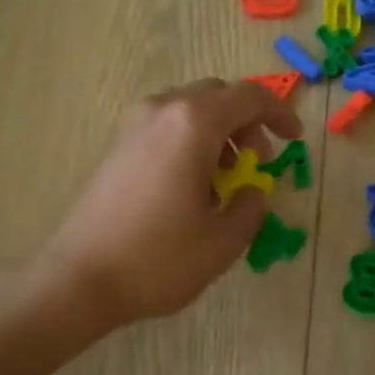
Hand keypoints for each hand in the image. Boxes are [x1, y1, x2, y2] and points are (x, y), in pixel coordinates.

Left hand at [39, 79, 301, 326]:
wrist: (81, 277)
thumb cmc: (159, 259)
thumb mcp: (223, 241)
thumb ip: (251, 207)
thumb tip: (253, 190)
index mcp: (193, 124)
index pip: (250, 97)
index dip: (280, 114)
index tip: (294, 140)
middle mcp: (161, 111)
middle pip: (217, 96)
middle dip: (247, 124)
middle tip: (258, 164)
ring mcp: (133, 126)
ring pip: (189, 111)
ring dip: (218, 134)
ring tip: (224, 181)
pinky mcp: (116, 147)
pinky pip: (165, 128)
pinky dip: (190, 143)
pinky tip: (190, 187)